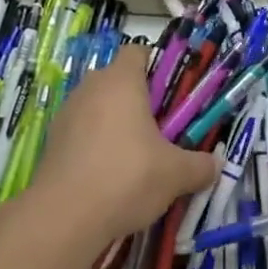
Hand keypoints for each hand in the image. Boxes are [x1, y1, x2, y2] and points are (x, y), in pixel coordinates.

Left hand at [29, 45, 219, 246]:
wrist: (64, 216)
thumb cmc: (127, 176)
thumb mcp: (175, 174)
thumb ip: (199, 166)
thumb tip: (215, 165)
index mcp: (121, 80)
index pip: (138, 51)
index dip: (155, 67)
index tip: (170, 94)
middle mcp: (91, 87)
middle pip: (117, 80)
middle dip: (137, 100)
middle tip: (158, 130)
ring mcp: (67, 113)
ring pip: (97, 106)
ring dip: (113, 123)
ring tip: (133, 158)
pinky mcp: (52, 141)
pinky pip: (80, 132)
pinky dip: (94, 145)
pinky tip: (107, 176)